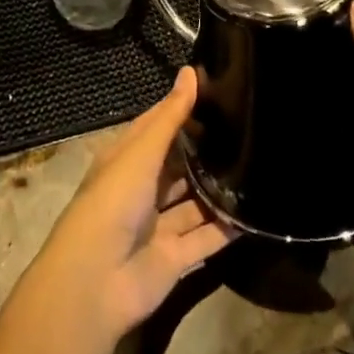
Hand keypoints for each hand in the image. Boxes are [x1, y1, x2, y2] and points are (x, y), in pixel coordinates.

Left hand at [23, 68, 237, 343]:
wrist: (96, 282)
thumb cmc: (112, 202)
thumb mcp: (141, 152)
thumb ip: (170, 117)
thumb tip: (190, 72)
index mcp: (125, 160)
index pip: (156, 127)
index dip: (181, 109)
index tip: (217, 90)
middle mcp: (141, 190)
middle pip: (176, 164)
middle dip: (203, 149)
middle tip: (247, 126)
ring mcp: (157, 225)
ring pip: (193, 201)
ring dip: (217, 188)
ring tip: (257, 163)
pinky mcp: (175, 258)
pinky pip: (206, 238)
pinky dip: (227, 228)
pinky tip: (256, 211)